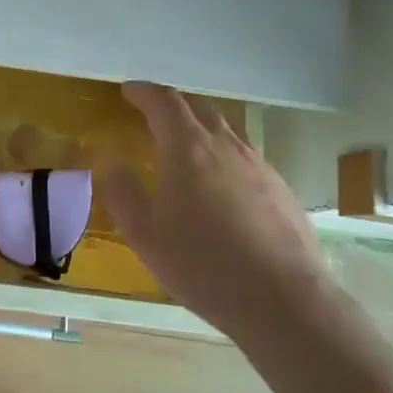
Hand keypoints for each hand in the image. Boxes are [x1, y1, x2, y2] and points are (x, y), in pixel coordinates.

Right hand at [100, 83, 327, 338]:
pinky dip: (225, 158)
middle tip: (153, 116)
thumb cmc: (203, 265)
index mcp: (188, 148)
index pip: (164, 102)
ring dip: (201, 131)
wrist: (284, 301)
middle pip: (199, 108)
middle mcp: (226, 146)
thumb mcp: (145, 234)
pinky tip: (221, 189)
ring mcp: (259, 166)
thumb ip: (122, 192)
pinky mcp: (281, 189)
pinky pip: (246, 159)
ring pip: (226, 132)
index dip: (143, 92)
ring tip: (186, 151)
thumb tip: (108, 159)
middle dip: (173, 106)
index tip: (128, 91)